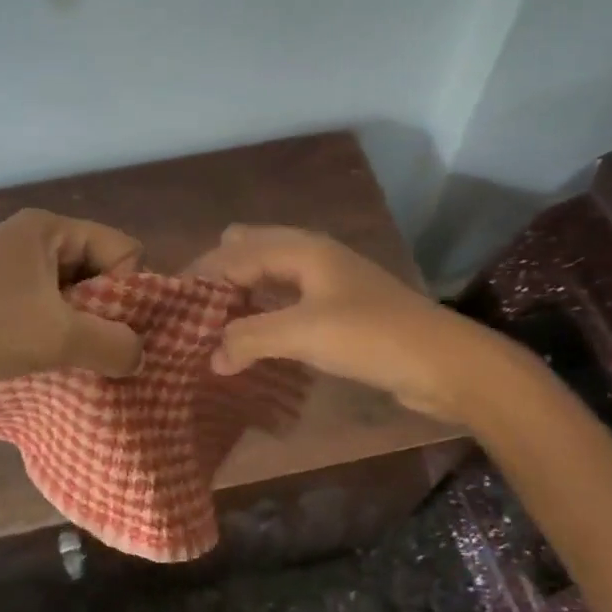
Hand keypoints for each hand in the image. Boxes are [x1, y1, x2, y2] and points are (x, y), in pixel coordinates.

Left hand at [0, 209, 146, 390]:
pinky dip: (51, 334)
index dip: (129, 290)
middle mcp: (33, 240)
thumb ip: (113, 344)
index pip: (123, 250)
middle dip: (105, 313)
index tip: (113, 329)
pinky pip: (43, 309)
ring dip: (78, 329)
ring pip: (71, 295)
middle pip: (98, 271)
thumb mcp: (58, 337)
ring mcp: (9, 267)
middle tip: (94, 350)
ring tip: (70, 360)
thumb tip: (139, 354)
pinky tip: (45, 361)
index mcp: (51, 230)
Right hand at [189, 225, 513, 419]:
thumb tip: (209, 356)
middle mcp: (311, 256)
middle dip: (219, 276)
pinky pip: (287, 303)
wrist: (443, 363)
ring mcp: (327, 283)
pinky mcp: (339, 311)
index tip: (168, 302)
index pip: (234, 252)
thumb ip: (249, 338)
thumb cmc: (371, 337)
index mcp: (301, 249)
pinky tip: (252, 341)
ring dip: (241, 296)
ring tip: (210, 327)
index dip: (201, 275)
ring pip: (269, 277)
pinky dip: (264, 314)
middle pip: (250, 251)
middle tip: (191, 312)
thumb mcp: (302, 333)